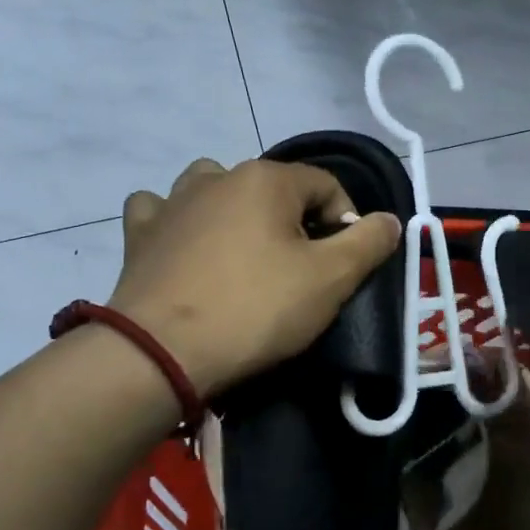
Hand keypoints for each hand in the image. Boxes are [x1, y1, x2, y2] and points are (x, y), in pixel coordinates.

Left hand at [106, 157, 401, 398]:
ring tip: (244, 253)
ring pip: (215, 189)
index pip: (327, 185)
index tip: (343, 267)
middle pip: (274, 189)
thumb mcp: (331, 279)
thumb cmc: (256, 309)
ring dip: (235, 210)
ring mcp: (171, 202)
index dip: (346, 223)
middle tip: (299, 272)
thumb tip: (390, 219)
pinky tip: (186, 246)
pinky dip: (178, 221)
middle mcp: (217, 176)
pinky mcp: (139, 234)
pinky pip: (163, 210)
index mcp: (266, 178)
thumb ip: (368, 242)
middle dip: (295, 222)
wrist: (160, 352)